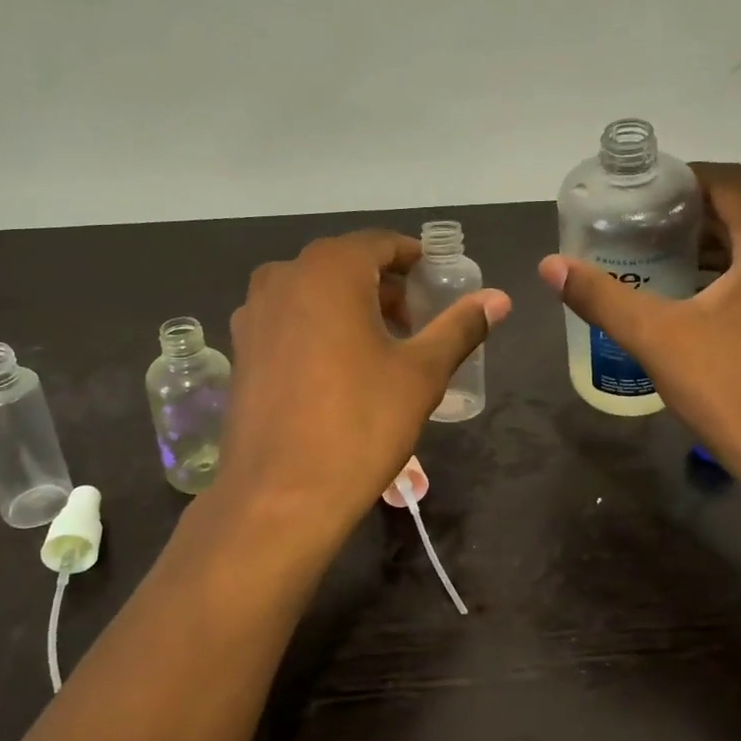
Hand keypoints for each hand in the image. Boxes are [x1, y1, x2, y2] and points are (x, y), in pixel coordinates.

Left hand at [221, 230, 510, 530]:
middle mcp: (282, 277)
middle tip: (417, 323)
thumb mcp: (421, 373)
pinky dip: (319, 328)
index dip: (415, 260)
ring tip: (382, 349)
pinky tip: (339, 372)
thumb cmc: (360, 423)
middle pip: (346, 266)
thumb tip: (499, 298)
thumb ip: (460, 326)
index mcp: (328, 270)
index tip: (439, 283)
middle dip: (385, 288)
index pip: (381, 244)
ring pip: (314, 293)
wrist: (281, 496)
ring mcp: (253, 314)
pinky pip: (290, 321)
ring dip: (351, 307)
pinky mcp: (241, 351)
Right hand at [538, 164, 740, 489]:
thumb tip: (549, 265)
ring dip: (717, 247)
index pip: (729, 181)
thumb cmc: (727, 388)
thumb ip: (600, 296)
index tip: (644, 197)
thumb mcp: (654, 337)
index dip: (684, 180)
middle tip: (643, 231)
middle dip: (694, 216)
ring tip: (665, 263)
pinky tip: (705, 301)